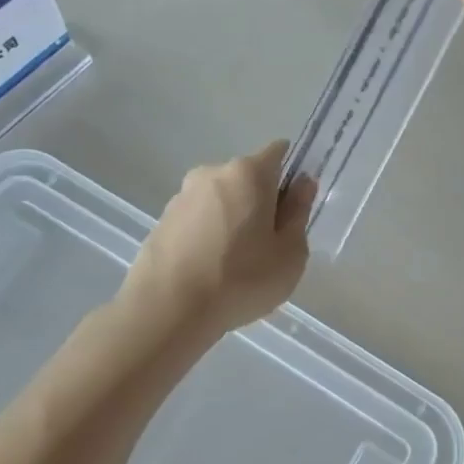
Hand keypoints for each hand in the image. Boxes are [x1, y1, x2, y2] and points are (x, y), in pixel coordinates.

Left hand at [122, 141, 316, 337]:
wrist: (166, 311)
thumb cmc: (240, 279)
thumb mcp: (290, 254)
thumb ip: (299, 213)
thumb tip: (302, 185)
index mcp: (248, 173)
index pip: (279, 152)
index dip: (292, 175)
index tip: (293, 209)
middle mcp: (212, 173)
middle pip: (249, 178)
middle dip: (261, 202)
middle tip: (267, 245)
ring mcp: (182, 196)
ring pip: (221, 200)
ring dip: (232, 219)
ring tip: (234, 265)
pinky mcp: (161, 221)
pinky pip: (197, 220)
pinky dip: (208, 236)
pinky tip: (209, 271)